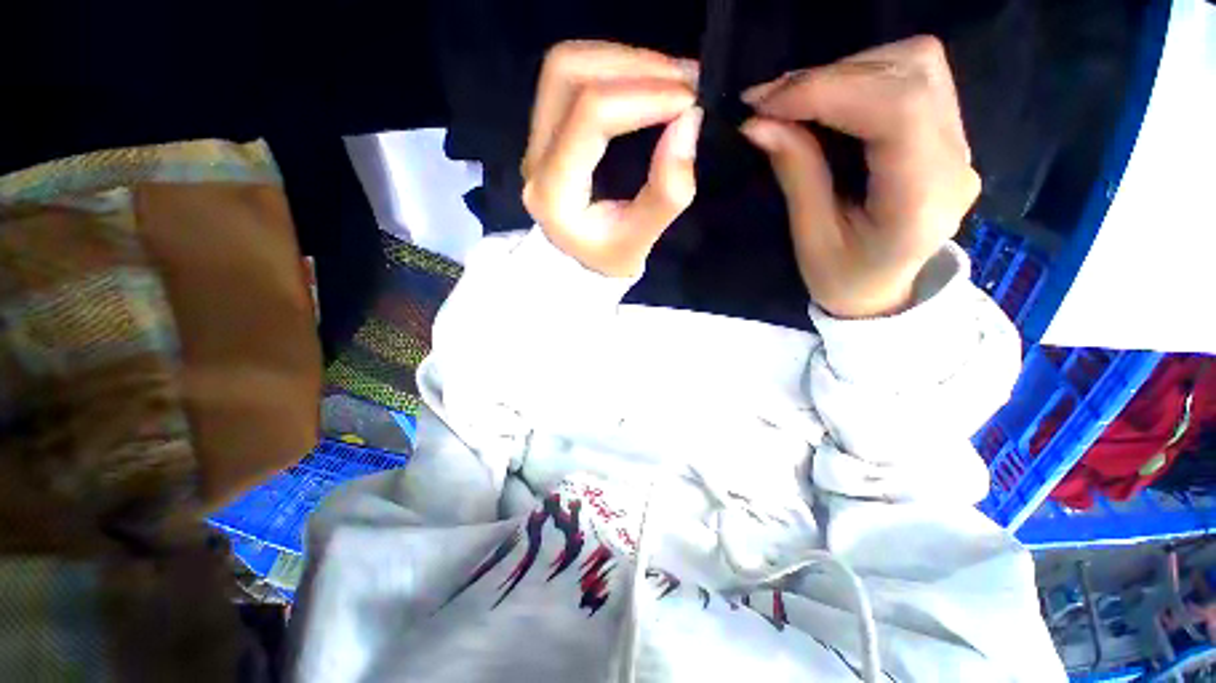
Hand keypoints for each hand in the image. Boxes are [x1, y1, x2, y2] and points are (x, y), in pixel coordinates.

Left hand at [522, 41, 702, 277]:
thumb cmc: (608, 258)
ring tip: (670, 76)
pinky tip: (647, 81)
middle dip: (633, 65)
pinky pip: (572, 77)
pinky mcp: (546, 130)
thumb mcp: (640, 241)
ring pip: (566, 66)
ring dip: (623, 60)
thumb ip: (666, 192)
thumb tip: (689, 122)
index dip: (644, 97)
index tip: (689, 102)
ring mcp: (535, 139)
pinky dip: (614, 67)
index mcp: (553, 192)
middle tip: (683, 80)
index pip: (590, 118)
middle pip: (568, 73)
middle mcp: (535, 157)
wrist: (579, 264)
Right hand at [741, 36, 979, 317]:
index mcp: (921, 199)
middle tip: (771, 99)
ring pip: (915, 64)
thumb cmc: (842, 280)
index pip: (896, 111)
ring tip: (793, 99)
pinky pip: (912, 78)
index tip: (766, 103)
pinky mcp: (948, 132)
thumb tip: (759, 123)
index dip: (828, 91)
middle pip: (910, 74)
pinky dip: (860, 76)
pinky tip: (824, 99)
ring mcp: (959, 141)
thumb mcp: (811, 239)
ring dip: (846, 70)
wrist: (884, 293)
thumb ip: (796, 174)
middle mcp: (955, 160)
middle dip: (830, 76)